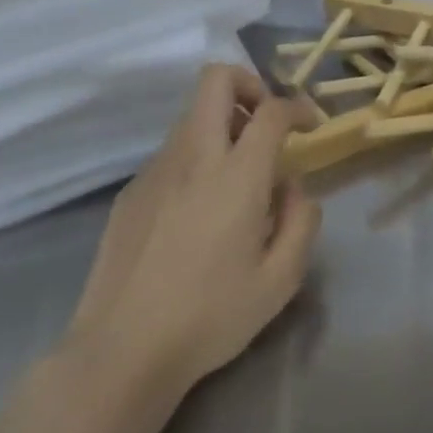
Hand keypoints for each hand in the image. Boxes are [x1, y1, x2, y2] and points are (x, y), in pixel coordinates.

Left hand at [65, 64, 319, 395]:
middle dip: (249, 86)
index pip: (271, 110)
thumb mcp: (281, 279)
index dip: (298, 107)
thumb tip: (292, 187)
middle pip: (215, 80)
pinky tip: (199, 213)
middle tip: (266, 125)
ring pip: (191, 117)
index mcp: (236, 176)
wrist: (122, 351)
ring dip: (223, 126)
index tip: (310, 126)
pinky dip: (197, 160)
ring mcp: (154, 171)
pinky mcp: (130, 192)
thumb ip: (301, 221)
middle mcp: (193, 158)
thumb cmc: (211, 317)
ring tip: (239, 179)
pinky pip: (172, 154)